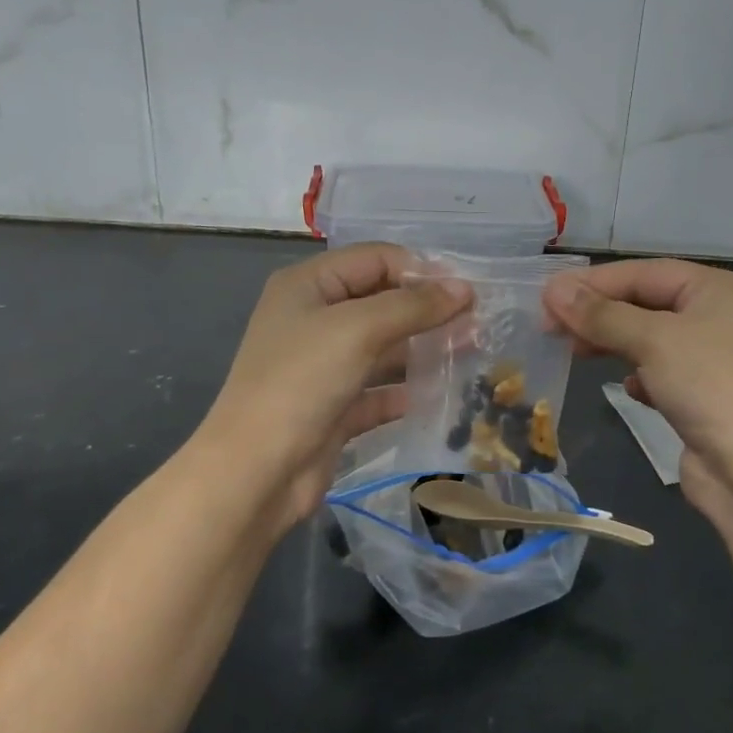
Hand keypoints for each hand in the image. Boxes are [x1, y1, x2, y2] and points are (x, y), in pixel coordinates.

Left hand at [186, 243, 468, 540]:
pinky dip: (410, 389)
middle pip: (383, 301)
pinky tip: (444, 392)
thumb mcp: (358, 330)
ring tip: (472, 351)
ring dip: (425, 348)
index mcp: (309, 286)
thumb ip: (414, 306)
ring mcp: (325, 365)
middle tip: (477, 321)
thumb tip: (464, 288)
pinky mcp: (336, 406)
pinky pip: (381, 389)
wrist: (255, 473)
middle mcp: (315, 319)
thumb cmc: (300, 383)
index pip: (376, 260)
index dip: (421, 270)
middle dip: (428, 309)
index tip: (466, 291)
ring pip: (386, 347)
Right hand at [544, 260, 732, 534]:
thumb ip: (601, 314)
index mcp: (711, 288)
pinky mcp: (700, 391)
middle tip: (551, 327)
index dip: (592, 283)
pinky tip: (627, 388)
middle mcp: (713, 314)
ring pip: (646, 337)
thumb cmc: (706, 386)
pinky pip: (657, 370)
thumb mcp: (651, 340)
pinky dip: (637, 374)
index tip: (546, 298)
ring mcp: (708, 355)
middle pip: (642, 302)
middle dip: (598, 314)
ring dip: (611, 342)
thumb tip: (553, 290)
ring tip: (575, 353)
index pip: (641, 273)